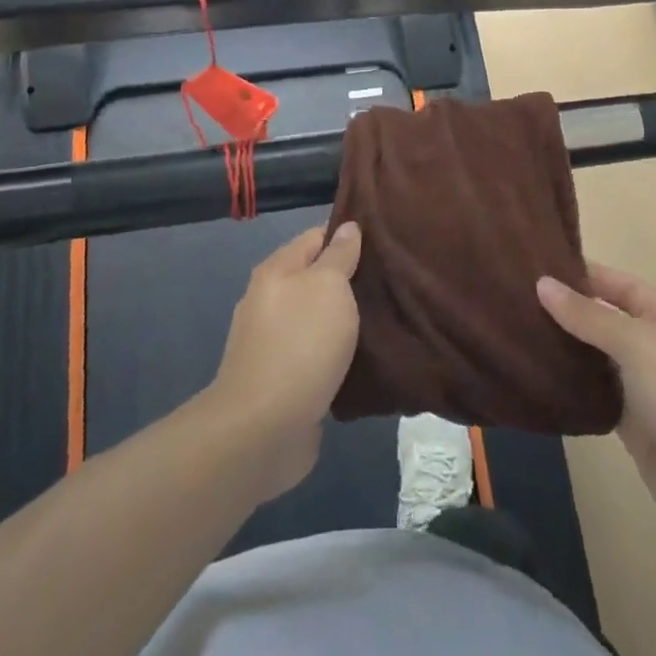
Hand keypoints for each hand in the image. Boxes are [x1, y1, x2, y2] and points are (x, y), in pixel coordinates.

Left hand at [209, 222, 361, 502]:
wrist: (263, 429)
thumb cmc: (300, 343)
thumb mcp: (328, 286)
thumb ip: (340, 255)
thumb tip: (348, 227)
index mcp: (276, 270)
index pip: (316, 236)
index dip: (347, 234)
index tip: (383, 239)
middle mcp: (269, 300)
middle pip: (315, 277)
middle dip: (349, 279)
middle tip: (391, 280)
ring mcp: (272, 342)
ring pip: (317, 318)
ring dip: (344, 319)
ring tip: (385, 317)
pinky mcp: (281, 379)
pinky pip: (316, 354)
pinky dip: (337, 353)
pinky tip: (364, 357)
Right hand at [538, 264, 655, 554]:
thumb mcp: (638, 344)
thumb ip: (589, 315)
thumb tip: (543, 284)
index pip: (618, 284)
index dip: (581, 274)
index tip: (534, 265)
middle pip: (604, 320)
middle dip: (566, 311)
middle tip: (513, 299)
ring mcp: (645, 387)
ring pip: (596, 359)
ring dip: (564, 349)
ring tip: (513, 331)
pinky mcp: (633, 425)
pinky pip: (595, 396)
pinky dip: (570, 387)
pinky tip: (534, 376)